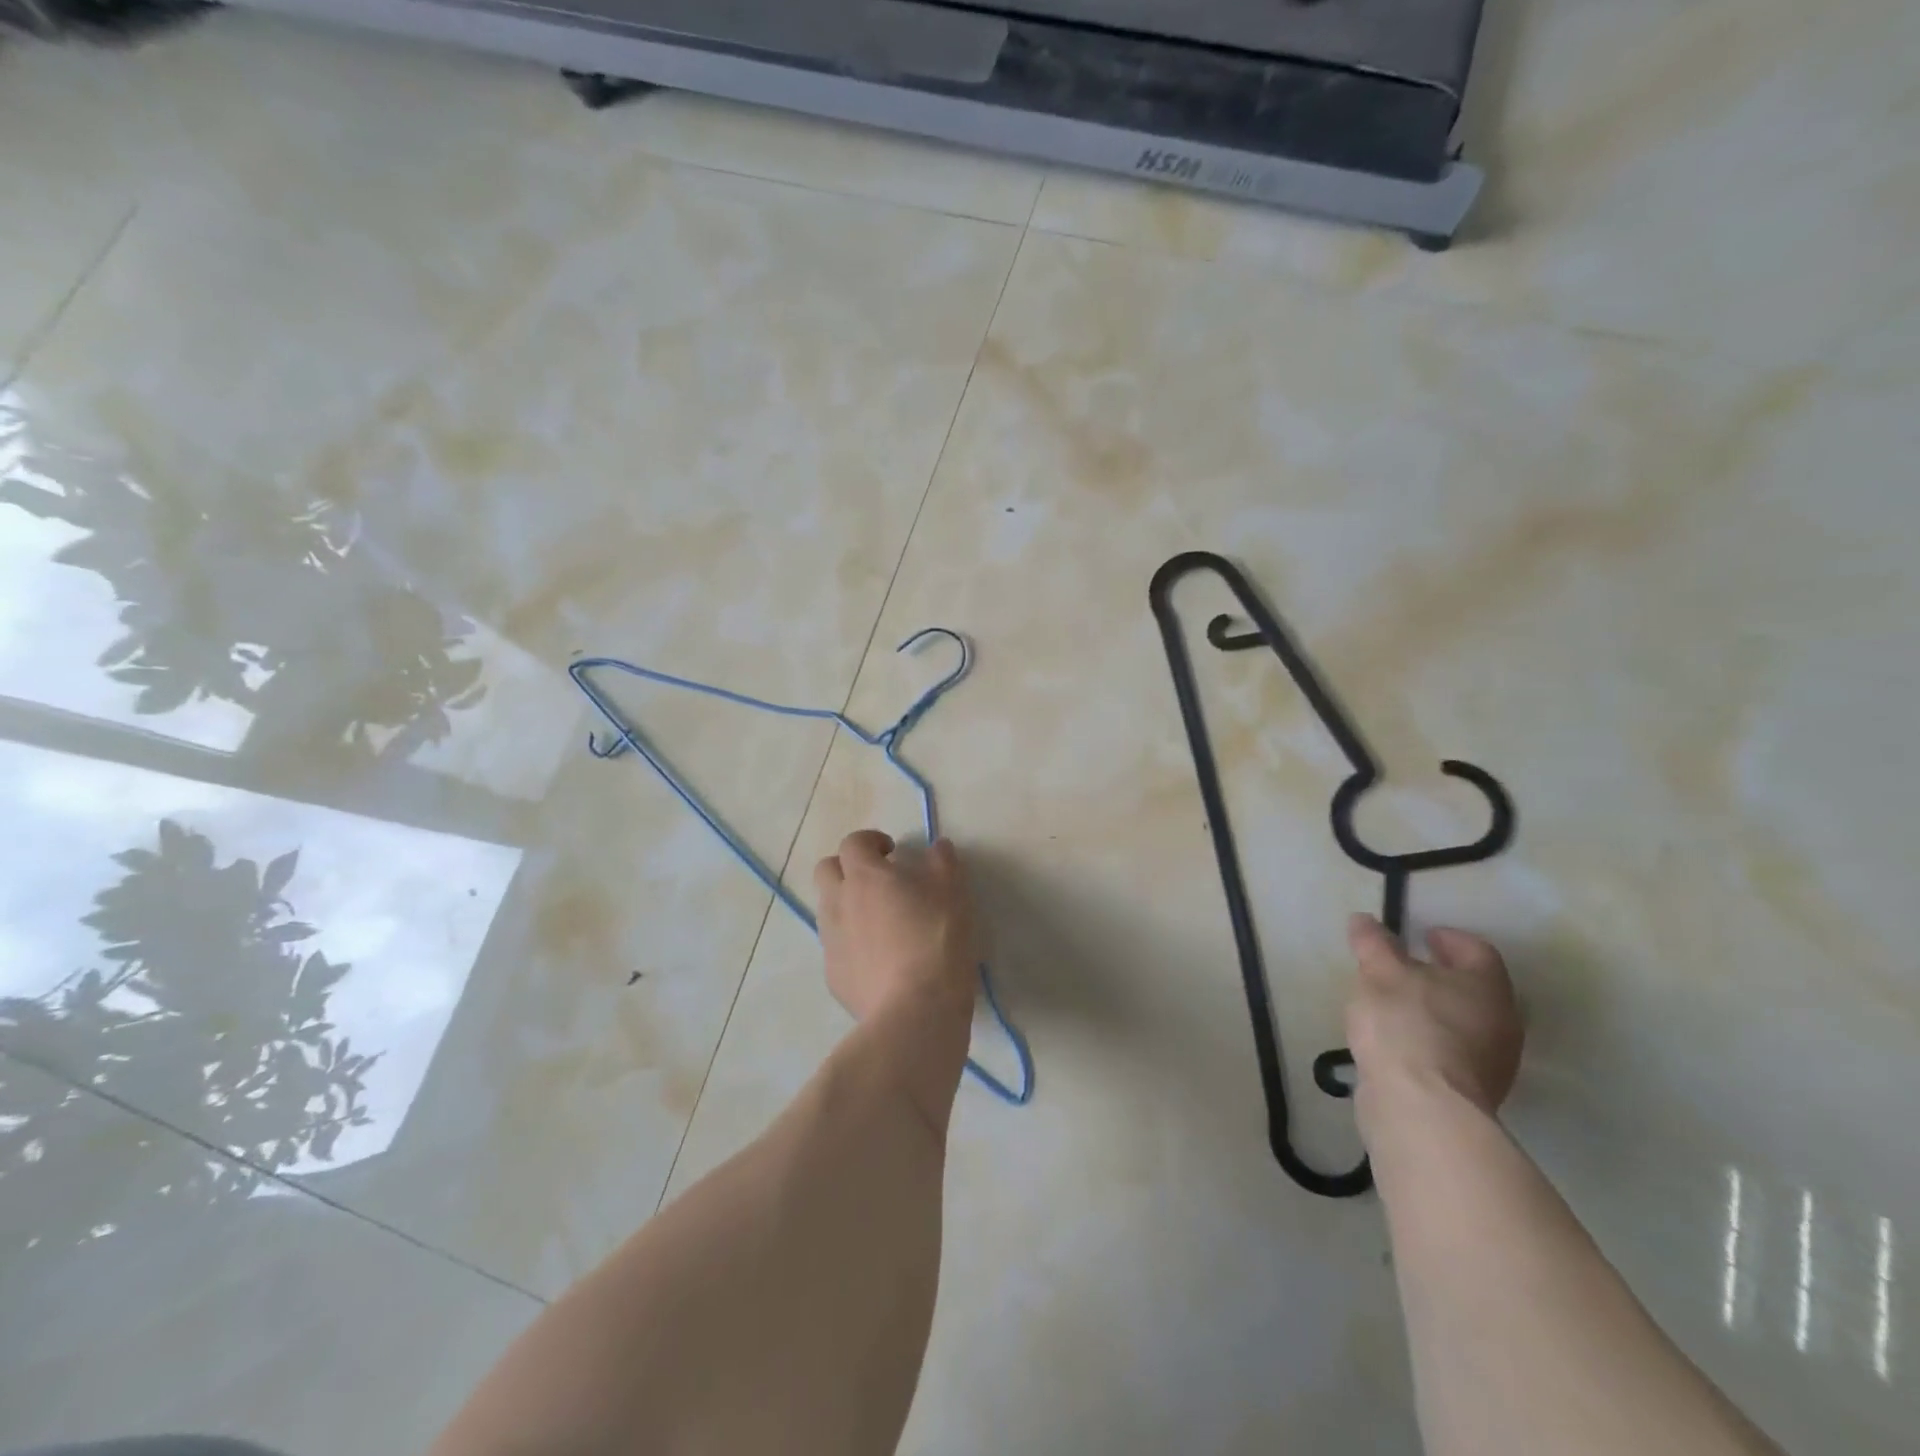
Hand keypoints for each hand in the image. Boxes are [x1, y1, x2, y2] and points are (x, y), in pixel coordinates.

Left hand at [813, 831, 978, 1022]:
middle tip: (879, 880)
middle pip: (827, 870)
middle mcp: (838, 903)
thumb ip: (943, 862)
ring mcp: (830, 942)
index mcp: (864, 877)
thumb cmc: (936, 941)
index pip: (853, 843)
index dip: (871, 841)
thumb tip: (936, 846)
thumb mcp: (953, 893)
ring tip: (880, 921)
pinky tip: (879, 959)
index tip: (893, 852)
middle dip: (848, 868)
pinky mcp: (833, 976)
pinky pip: (836, 947)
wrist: (914, 1012)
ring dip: (848, 904)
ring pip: (828, 909)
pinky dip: (851, 942)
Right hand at [1345, 912, 1521, 1117]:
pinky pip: (1452, 1051)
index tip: (1422, 934)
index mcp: (1486, 986)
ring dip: (1434, 1008)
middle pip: (1473, 988)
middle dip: (1441, 974)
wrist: (1421, 1107)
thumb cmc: (1406, 1025)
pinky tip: (1398, 1040)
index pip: (1477, 951)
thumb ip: (1373, 943)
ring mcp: (1491, 1061)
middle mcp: (1500, 1021)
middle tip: (1404, 966)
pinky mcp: (1471, 1091)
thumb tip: (1365, 920)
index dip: (1450, 938)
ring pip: (1463, 1021)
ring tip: (1394, 1004)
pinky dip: (1429, 1038)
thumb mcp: (1379, 973)